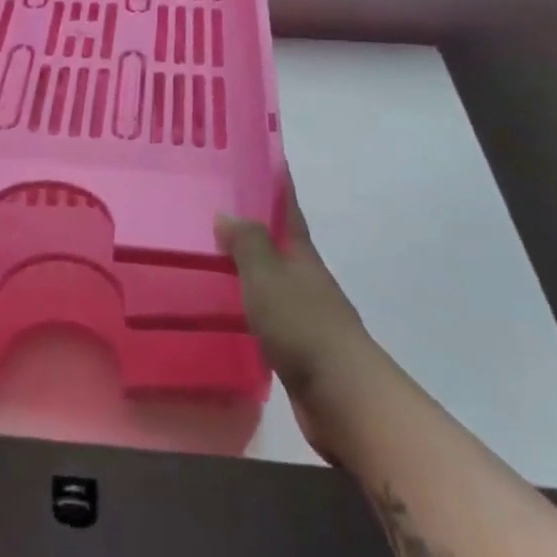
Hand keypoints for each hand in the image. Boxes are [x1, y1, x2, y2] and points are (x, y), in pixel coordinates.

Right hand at [217, 179, 372, 459]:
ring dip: (251, 267)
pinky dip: (250, 304)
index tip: (271, 160)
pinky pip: (268, 314)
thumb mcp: (267, 277)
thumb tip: (227, 213)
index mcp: (302, 257)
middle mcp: (307, 280)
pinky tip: (228, 310)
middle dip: (258, 227)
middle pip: (282, 245)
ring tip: (214, 258)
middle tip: (218, 210)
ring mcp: (305, 315)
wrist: (342, 396)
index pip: (290, 211)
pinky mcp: (298, 347)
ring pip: (273, 281)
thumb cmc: (303, 326)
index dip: (280, 186)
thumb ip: (248, 244)